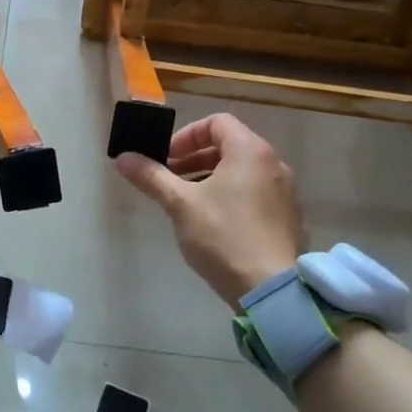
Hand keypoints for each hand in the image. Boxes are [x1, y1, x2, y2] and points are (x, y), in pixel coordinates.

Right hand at [113, 114, 307, 310]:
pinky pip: (256, 193)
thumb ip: (151, 176)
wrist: (271, 289)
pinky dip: (232, 195)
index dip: (186, 135)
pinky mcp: (288, 218)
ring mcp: (285, 192)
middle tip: (170, 178)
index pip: (216, 122)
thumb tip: (122, 157)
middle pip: (230, 145)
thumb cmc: (223, 236)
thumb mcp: (180, 204)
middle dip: (195, 157)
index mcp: (250, 151)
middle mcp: (274, 164)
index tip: (166, 158)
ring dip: (211, 176)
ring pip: (242, 171)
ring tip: (187, 202)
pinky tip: (214, 223)